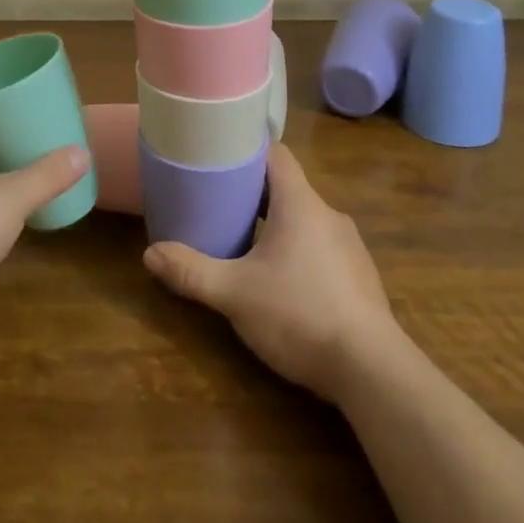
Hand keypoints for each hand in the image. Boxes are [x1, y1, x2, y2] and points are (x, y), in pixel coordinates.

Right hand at [143, 143, 403, 402]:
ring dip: (276, 224)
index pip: (276, 154)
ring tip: (244, 242)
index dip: (247, 151)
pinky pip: (321, 247)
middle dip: (253, 193)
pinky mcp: (360, 277)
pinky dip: (298, 251)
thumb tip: (149, 253)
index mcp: (300, 204)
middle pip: (287, 187)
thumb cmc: (300, 315)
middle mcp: (328, 215)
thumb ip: (191, 272)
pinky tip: (281, 281)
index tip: (220, 157)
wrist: (373, 371)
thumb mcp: (235, 294)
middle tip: (219, 204)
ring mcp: (349, 247)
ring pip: (305, 219)